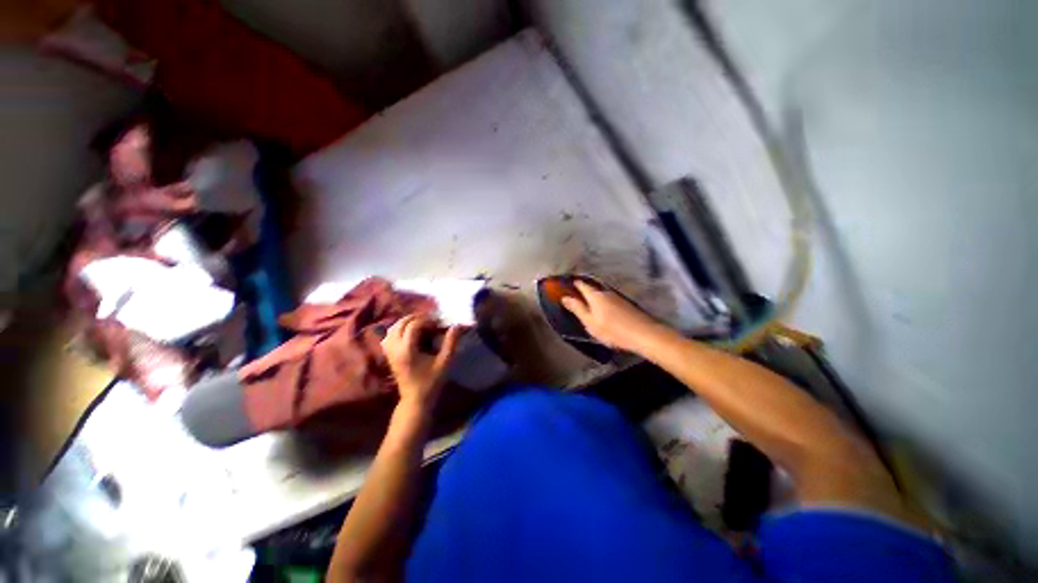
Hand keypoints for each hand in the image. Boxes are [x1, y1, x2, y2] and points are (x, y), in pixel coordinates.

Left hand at [381, 315, 462, 411]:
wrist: (415, 400)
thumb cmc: (431, 382)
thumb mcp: (445, 362)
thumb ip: (451, 342)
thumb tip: (456, 326)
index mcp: (407, 349)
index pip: (413, 325)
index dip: (427, 320)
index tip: (439, 322)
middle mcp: (395, 348)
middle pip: (401, 323)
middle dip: (417, 318)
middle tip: (432, 320)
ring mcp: (389, 352)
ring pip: (393, 328)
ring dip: (407, 322)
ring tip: (422, 324)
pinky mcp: (388, 355)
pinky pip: (389, 335)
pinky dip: (399, 329)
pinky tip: (410, 333)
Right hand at [560, 281, 663, 352]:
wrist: (643, 334)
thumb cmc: (612, 330)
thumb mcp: (590, 322)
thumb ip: (577, 309)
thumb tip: (564, 297)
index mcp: (595, 296)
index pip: (582, 285)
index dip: (575, 284)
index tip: (569, 283)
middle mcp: (606, 293)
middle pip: (593, 288)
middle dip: (585, 289)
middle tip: (577, 293)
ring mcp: (618, 297)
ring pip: (602, 294)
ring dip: (595, 296)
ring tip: (589, 302)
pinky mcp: (626, 304)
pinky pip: (610, 299)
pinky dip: (604, 301)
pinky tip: (605, 309)